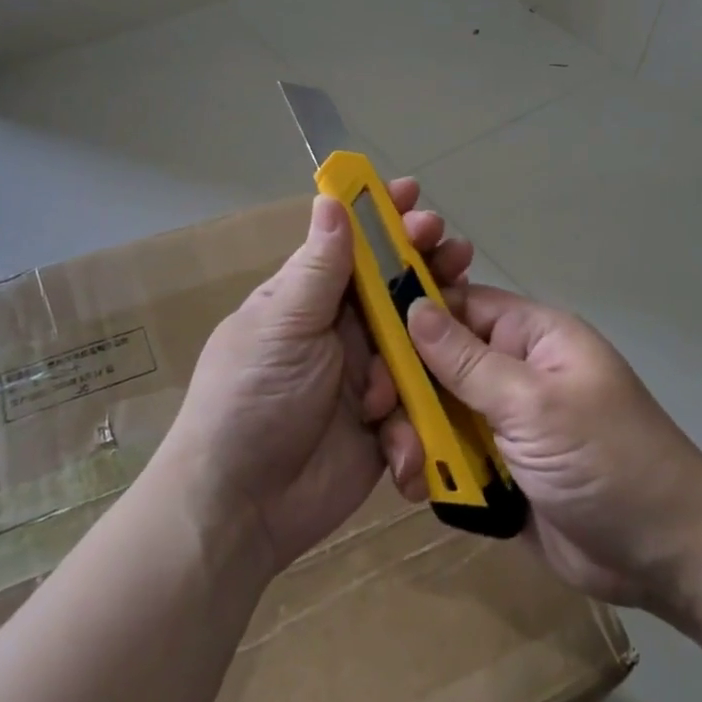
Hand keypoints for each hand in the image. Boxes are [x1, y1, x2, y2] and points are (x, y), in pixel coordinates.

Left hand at [163, 181, 473, 572]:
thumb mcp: (282, 325)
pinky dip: (419, 409)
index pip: (351, 248)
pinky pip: (417, 404)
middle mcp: (339, 333)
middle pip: (394, 289)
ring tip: (460, 309)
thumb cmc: (251, 399)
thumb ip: (317, 269)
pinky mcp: (383, 425)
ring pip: (415, 342)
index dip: (382, 219)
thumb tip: (330, 198)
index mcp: (307, 301)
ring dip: (435, 330)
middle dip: (425, 266)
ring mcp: (364, 378)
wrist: (240, 507)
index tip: (413, 194)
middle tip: (453, 249)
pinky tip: (413, 417)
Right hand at [404, 288, 701, 617]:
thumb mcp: (534, 404)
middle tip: (377, 415)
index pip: (457, 306)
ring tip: (409, 468)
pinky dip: (430, 469)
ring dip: (414, 435)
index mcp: (530, 337)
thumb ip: (467, 361)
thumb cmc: (608, 461)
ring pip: (434, 411)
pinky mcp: (495, 468)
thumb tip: (412, 306)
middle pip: (436, 362)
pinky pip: (446, 455)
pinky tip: (420, 488)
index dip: (411, 317)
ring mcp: (502, 422)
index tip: (367, 342)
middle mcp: (511, 372)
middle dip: (405, 388)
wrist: (664, 558)